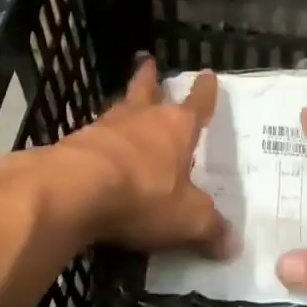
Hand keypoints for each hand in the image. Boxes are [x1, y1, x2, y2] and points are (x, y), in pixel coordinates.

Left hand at [48, 57, 232, 254]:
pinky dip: (100, 139)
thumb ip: (210, 229)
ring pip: (118, 109)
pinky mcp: (74, 145)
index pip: (197, 104)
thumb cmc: (142, 195)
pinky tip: (97, 147)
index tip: (207, 74)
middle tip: (147, 62)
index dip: (204, 91)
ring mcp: (104, 128)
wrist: (73, 191)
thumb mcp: (187, 219)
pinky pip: (93, 137)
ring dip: (124, 105)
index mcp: (176, 128)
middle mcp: (141, 119)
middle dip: (150, 78)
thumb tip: (233, 245)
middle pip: (147, 90)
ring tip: (124, 103)